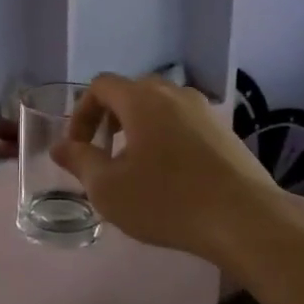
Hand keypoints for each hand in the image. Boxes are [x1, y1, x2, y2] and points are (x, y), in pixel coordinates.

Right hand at [51, 74, 285, 265]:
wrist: (244, 218)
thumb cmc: (167, 200)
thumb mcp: (109, 188)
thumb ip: (80, 161)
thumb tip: (60, 146)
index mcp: (142, 99)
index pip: (101, 86)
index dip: (82, 113)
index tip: (78, 147)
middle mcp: (174, 94)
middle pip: (132, 91)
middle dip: (110, 117)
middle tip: (104, 152)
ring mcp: (204, 111)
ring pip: (161, 107)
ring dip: (140, 128)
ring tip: (136, 166)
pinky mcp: (225, 132)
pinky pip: (184, 123)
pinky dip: (167, 137)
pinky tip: (171, 175)